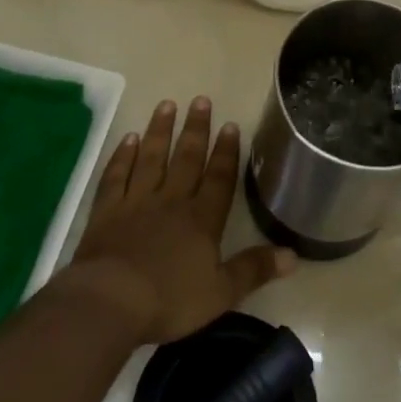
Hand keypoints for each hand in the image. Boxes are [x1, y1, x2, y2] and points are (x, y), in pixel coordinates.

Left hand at [63, 97, 295, 344]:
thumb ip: (254, 269)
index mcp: (201, 220)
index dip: (226, 152)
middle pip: (186, 159)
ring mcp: (136, 202)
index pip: (218, 178)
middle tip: (200, 100)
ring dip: (160, 131)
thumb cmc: (169, 300)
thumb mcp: (221, 293)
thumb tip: (294, 255)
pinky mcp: (106, 211)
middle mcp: (171, 201)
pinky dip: (122, 156)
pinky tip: (128, 139)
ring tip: (167, 105)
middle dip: (195, 129)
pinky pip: (116, 176)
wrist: (110, 301)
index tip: (230, 124)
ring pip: (151, 158)